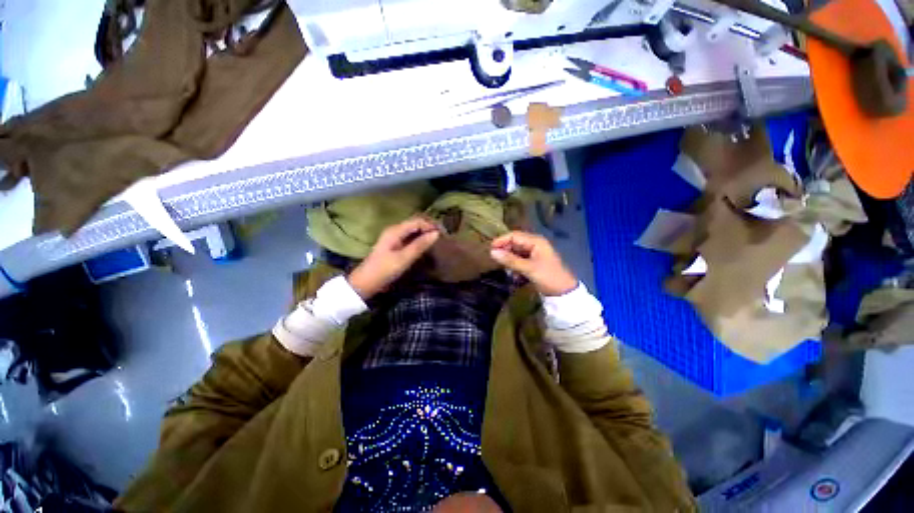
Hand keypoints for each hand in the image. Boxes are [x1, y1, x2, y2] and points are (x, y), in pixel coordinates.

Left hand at [347, 216, 439, 299]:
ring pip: (413, 230)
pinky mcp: (394, 244)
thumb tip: (436, 233)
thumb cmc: (384, 270)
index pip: (417, 221)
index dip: (431, 225)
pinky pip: (410, 237)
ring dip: (425, 233)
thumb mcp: (404, 258)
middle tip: (442, 236)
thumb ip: (420, 245)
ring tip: (437, 240)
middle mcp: (394, 230)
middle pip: (415, 223)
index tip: (443, 233)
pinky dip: (419, 238)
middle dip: (429, 227)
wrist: (365, 282)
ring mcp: (393, 237)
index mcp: (395, 230)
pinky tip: (426, 245)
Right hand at [490, 231, 577, 295]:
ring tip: (504, 268)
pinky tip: (514, 275)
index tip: (490, 249)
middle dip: (505, 251)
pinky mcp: (534, 263)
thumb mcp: (528, 268)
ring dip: (510, 259)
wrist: (564, 292)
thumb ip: (510, 260)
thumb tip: (492, 252)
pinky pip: (520, 260)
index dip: (501, 240)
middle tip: (494, 259)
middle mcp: (535, 244)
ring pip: (516, 252)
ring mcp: (535, 254)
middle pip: (515, 243)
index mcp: (536, 241)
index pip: (514, 235)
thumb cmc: (548, 276)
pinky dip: (515, 265)